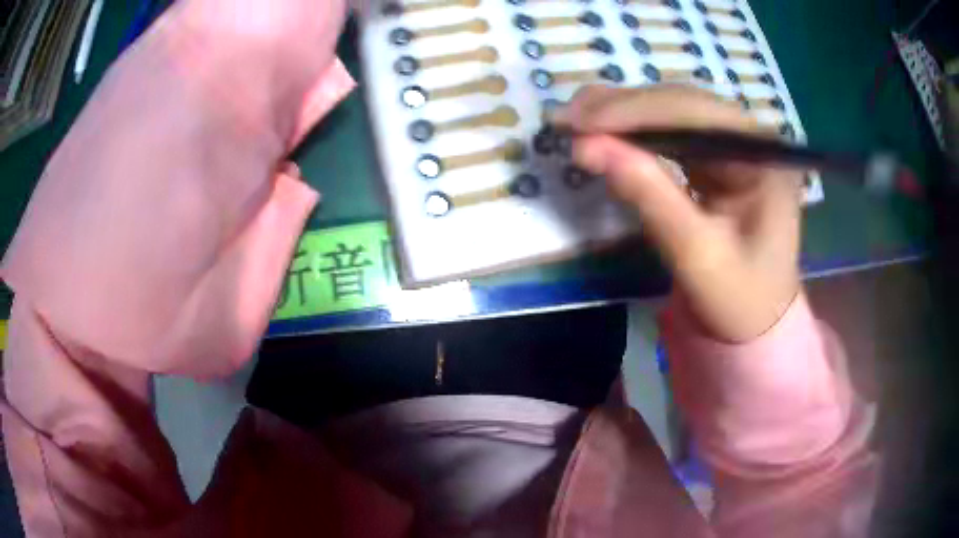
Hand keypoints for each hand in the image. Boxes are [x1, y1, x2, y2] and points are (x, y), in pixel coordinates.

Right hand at [553, 85, 802, 341]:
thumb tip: (589, 147)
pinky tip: (605, 131)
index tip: (581, 122)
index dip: (636, 111)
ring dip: (624, 113)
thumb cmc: (739, 301)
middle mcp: (753, 141)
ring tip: (576, 118)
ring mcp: (735, 147)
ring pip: (674, 112)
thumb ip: (650, 197)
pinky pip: (672, 133)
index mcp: (764, 160)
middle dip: (624, 107)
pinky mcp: (717, 160)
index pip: (697, 114)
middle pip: (684, 104)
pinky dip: (635, 132)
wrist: (756, 325)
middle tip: (568, 116)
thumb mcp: (698, 256)